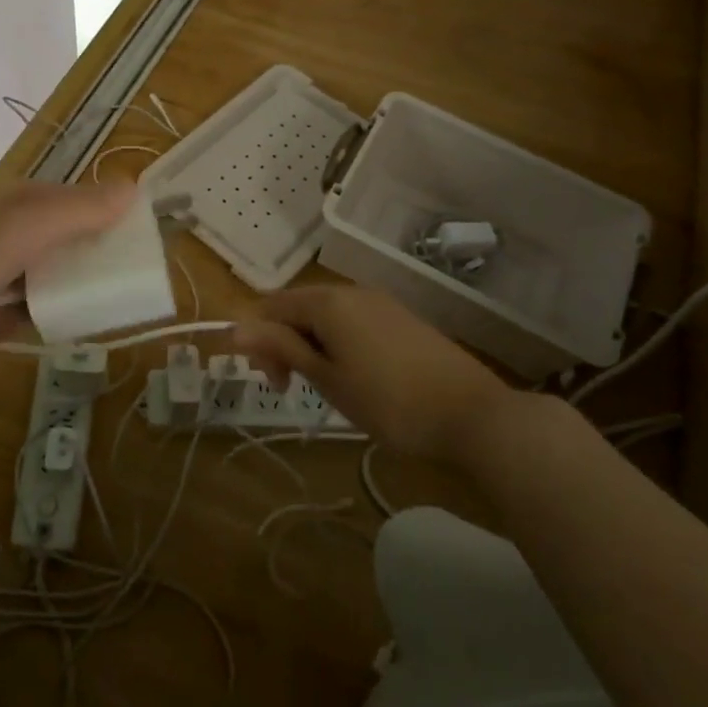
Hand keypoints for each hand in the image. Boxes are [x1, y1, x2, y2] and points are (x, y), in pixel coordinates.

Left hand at [0, 178, 136, 391]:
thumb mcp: (16, 234)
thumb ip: (73, 212)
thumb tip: (132, 186)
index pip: (60, 195)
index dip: (96, 214)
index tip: (130, 244)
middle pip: (41, 234)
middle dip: (74, 255)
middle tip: (110, 284)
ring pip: (19, 272)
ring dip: (45, 288)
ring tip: (78, 310)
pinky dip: (9, 319)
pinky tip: (20, 334)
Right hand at [231, 285, 513, 460]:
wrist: (473, 415)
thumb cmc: (388, 401)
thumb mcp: (327, 378)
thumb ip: (281, 348)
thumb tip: (234, 328)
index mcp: (327, 302)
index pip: (271, 306)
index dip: (259, 341)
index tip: (273, 382)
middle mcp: (351, 291)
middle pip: (299, 307)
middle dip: (284, 343)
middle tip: (291, 388)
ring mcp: (380, 303)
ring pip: (327, 316)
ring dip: (312, 345)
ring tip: (325, 386)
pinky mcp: (402, 319)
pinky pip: (354, 322)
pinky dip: (340, 343)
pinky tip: (355, 376)